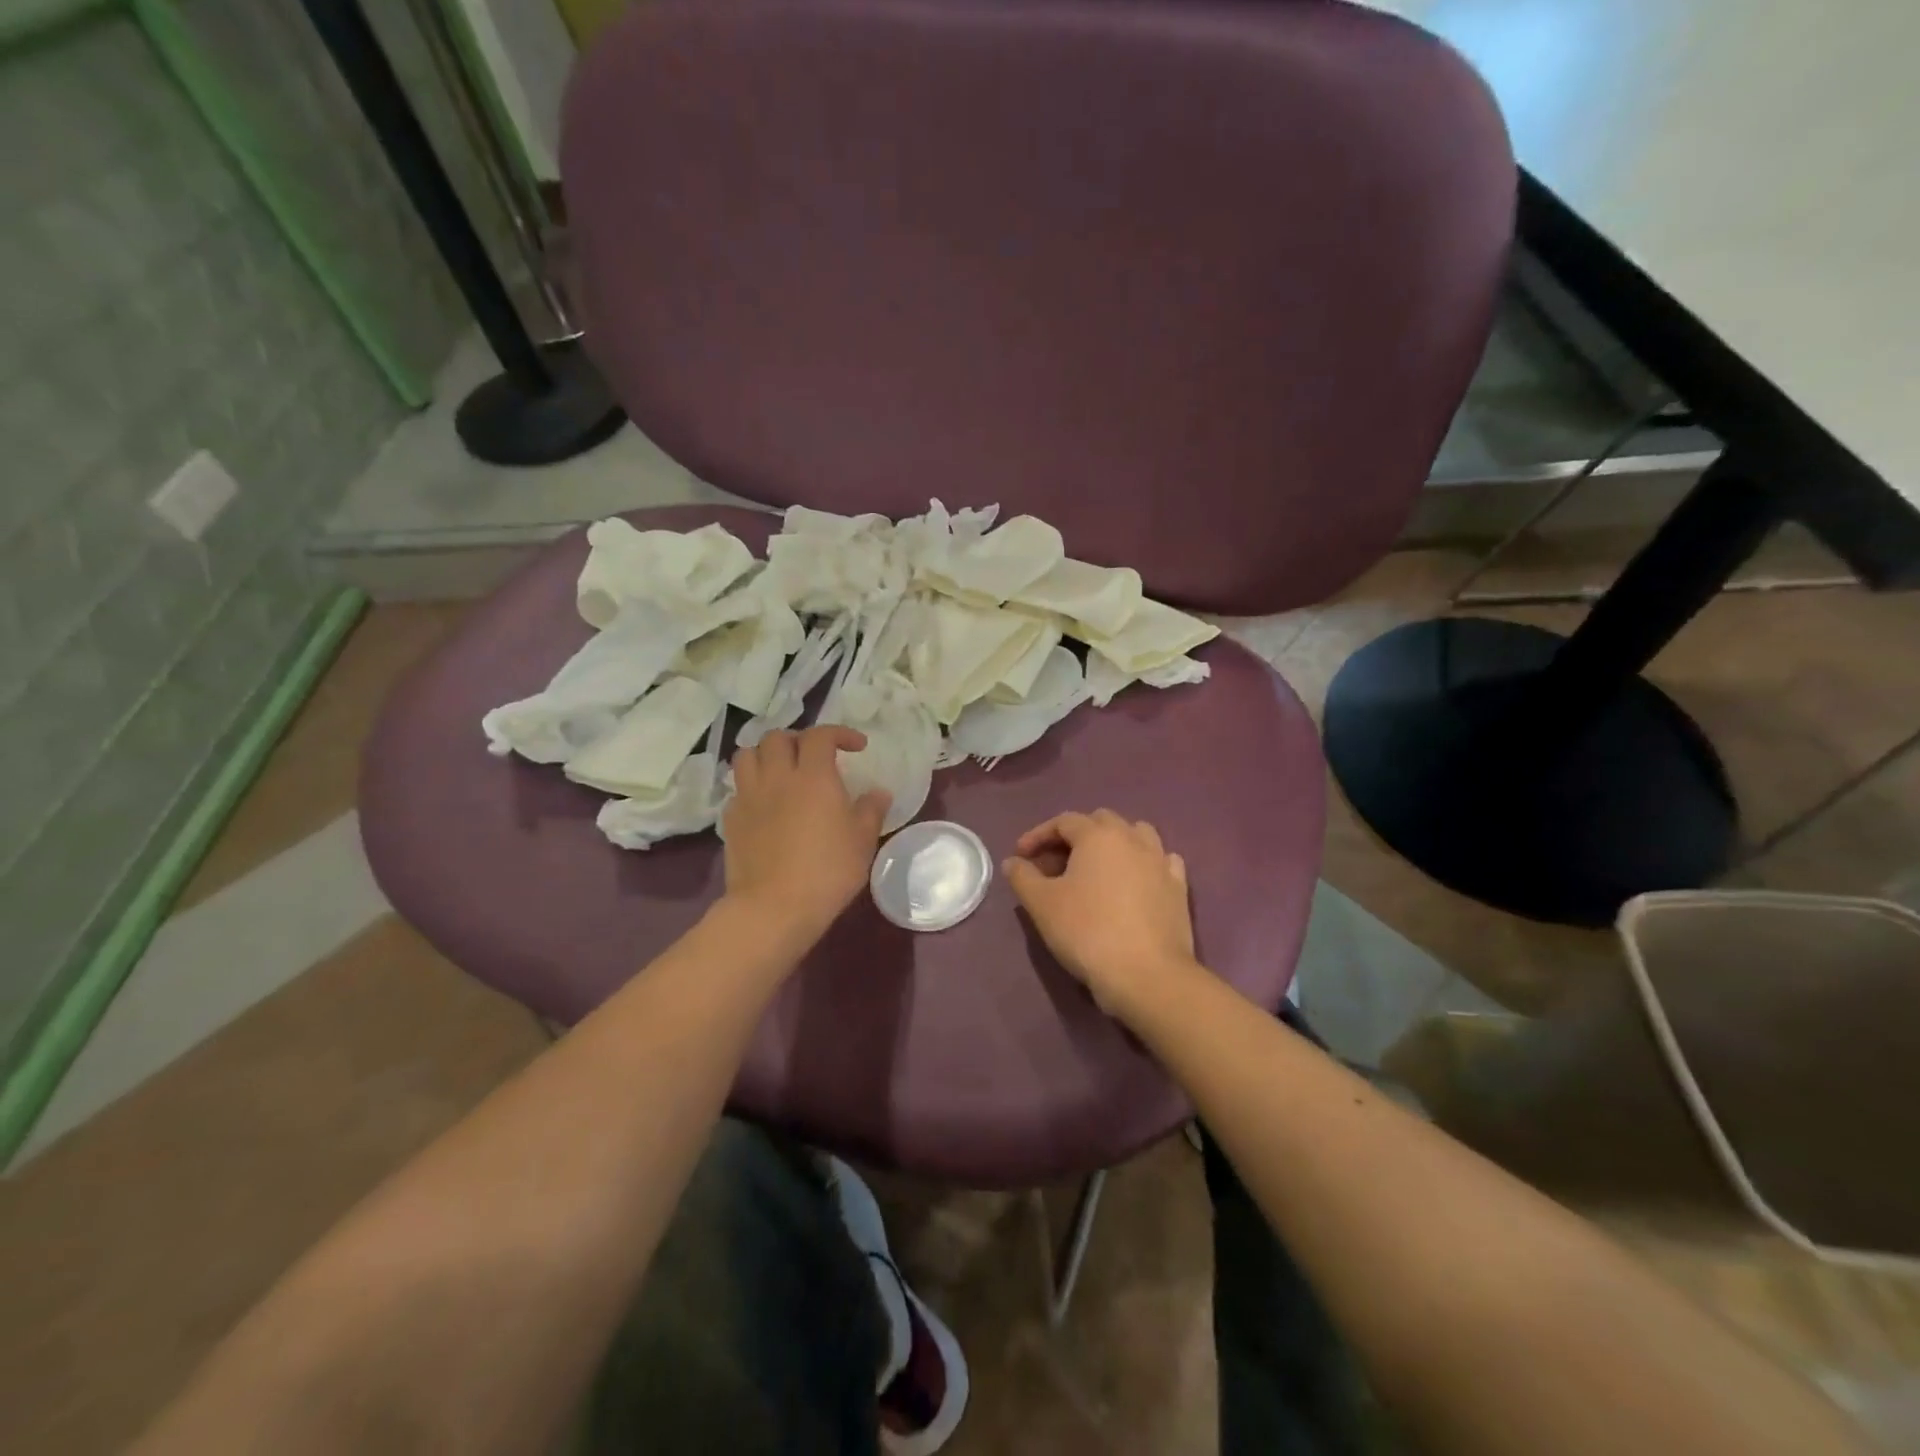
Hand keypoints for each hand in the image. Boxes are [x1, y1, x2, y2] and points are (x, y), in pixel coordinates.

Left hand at [722, 726, 890, 942]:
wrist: (774, 907)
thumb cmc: (827, 871)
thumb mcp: (863, 841)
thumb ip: (871, 810)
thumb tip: (878, 792)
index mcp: (814, 776)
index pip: (820, 735)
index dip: (839, 733)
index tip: (856, 747)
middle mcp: (777, 777)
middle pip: (777, 737)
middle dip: (798, 740)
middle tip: (814, 757)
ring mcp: (749, 797)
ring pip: (747, 755)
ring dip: (766, 755)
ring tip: (782, 771)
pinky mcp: (731, 819)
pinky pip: (738, 788)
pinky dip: (751, 786)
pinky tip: (765, 804)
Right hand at [1003, 810, 1199, 1017]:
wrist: (1147, 975)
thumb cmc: (1087, 932)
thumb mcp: (1042, 905)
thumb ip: (1023, 877)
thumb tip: (1014, 862)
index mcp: (1098, 835)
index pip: (1063, 821)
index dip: (1038, 835)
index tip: (1020, 856)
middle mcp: (1132, 838)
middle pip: (1100, 822)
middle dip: (1074, 837)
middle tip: (1054, 865)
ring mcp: (1161, 861)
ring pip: (1136, 834)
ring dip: (1112, 844)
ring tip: (1095, 869)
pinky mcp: (1179, 888)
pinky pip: (1161, 861)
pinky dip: (1143, 863)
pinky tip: (1135, 881)